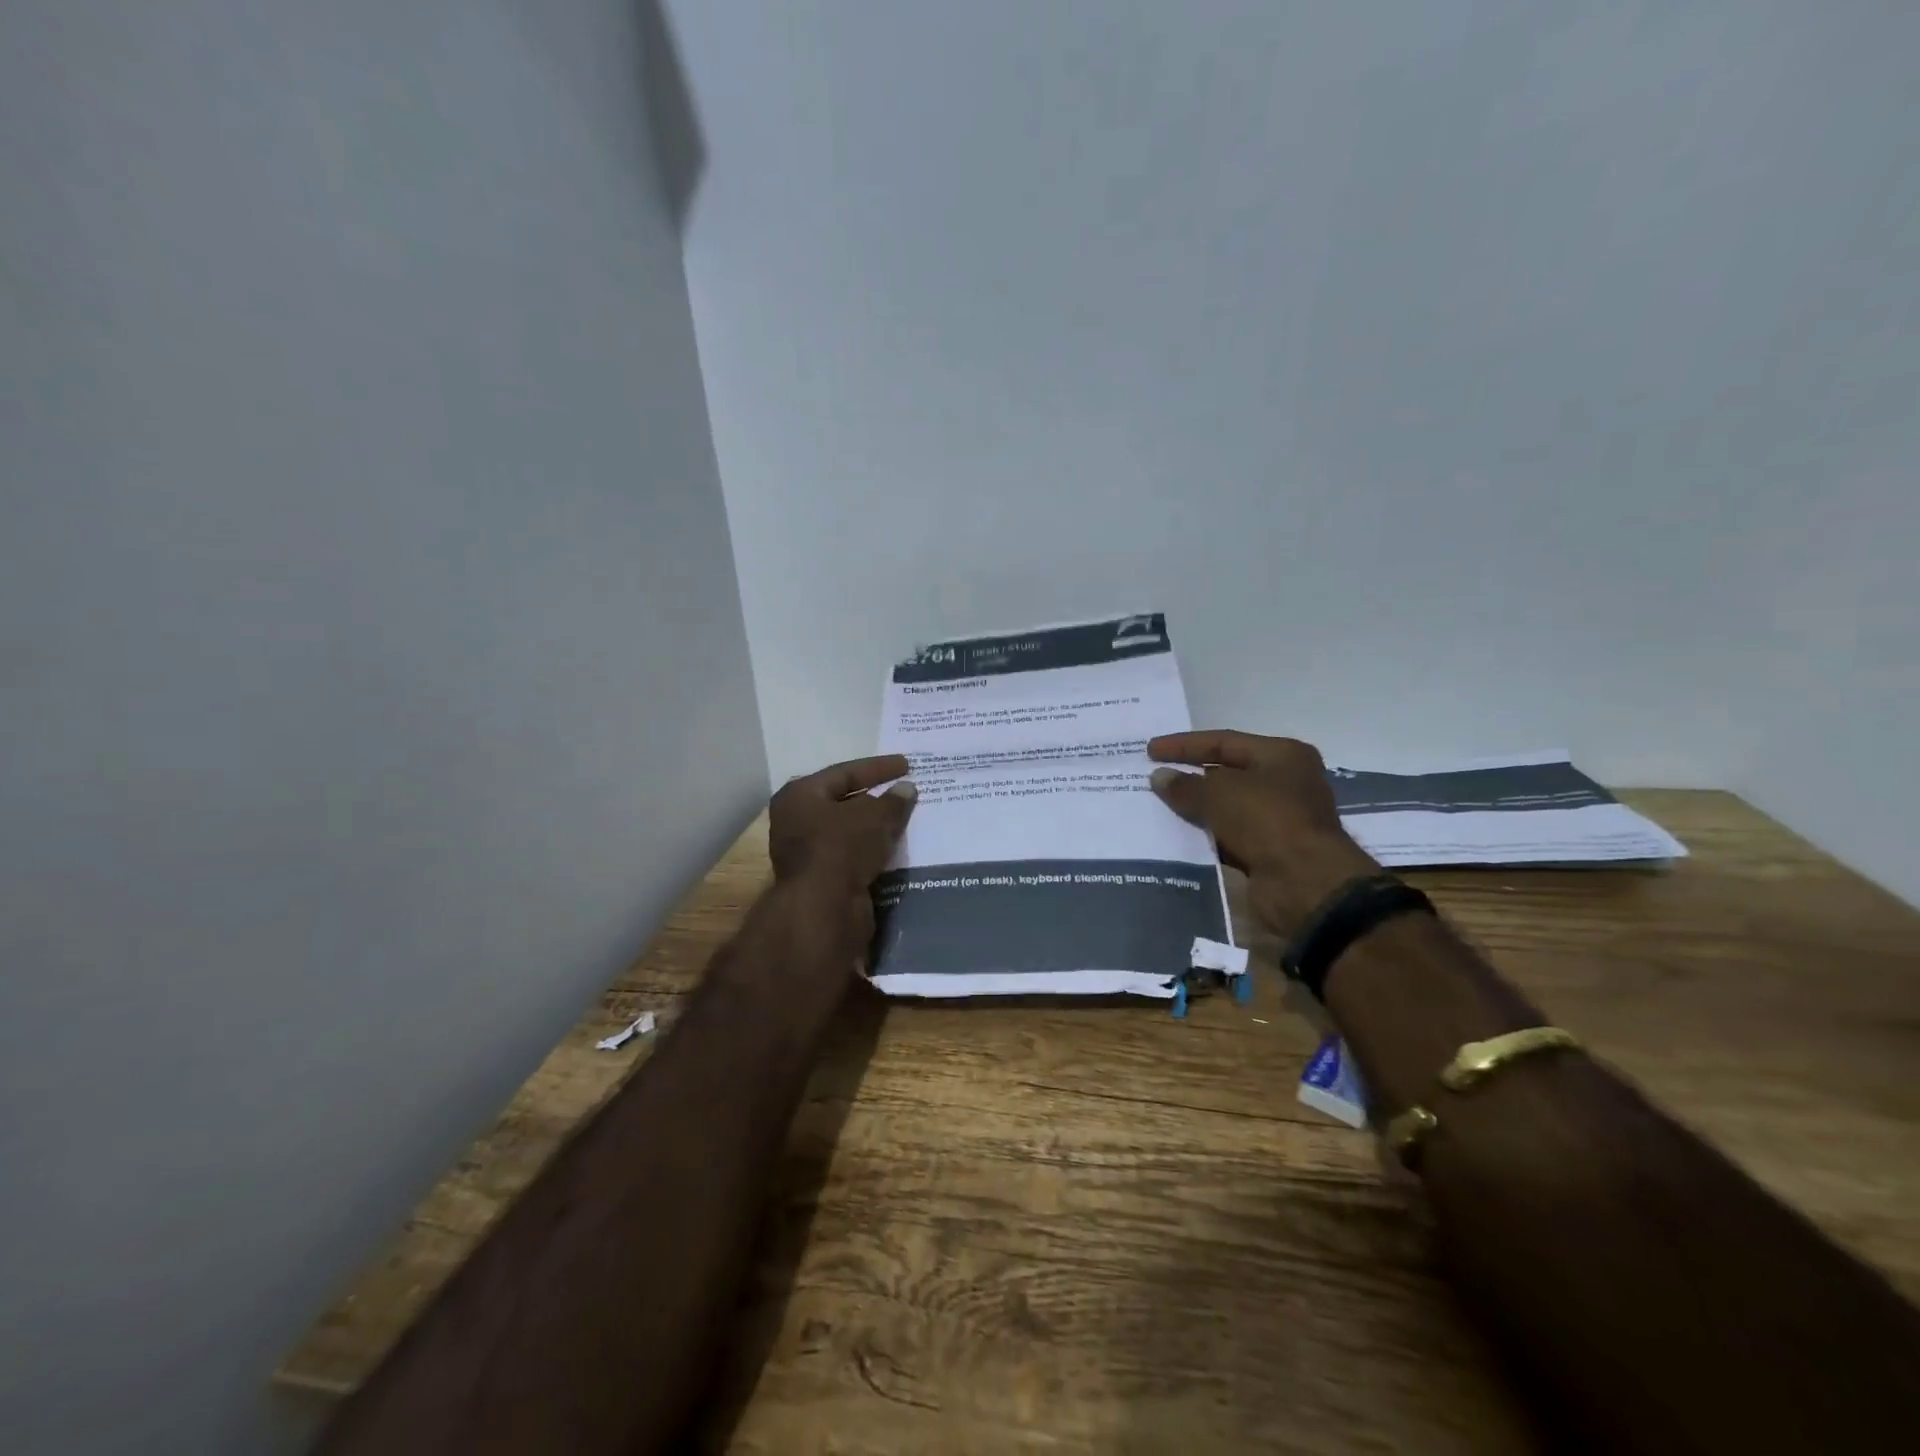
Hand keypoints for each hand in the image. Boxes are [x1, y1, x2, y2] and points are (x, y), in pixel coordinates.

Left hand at [769, 754, 917, 961]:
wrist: (823, 910)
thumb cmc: (842, 848)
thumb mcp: (875, 817)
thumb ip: (893, 801)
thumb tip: (906, 789)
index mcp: (800, 796)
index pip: (845, 772)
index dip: (878, 768)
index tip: (907, 765)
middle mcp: (797, 821)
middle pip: (844, 802)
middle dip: (877, 798)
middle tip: (907, 790)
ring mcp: (808, 853)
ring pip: (850, 832)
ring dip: (876, 827)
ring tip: (908, 819)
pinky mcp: (823, 879)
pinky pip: (854, 856)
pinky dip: (874, 850)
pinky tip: (898, 847)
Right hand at [1148, 731, 1377, 936]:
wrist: (1305, 884)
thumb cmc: (1267, 821)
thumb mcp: (1219, 794)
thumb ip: (1186, 785)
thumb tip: (1159, 777)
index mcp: (1282, 756)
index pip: (1224, 741)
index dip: (1184, 745)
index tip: (1150, 751)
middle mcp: (1285, 783)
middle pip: (1226, 773)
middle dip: (1189, 776)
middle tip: (1151, 777)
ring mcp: (1278, 819)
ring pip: (1226, 807)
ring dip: (1194, 808)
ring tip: (1155, 806)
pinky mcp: (1268, 851)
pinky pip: (1228, 836)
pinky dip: (1205, 835)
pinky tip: (1175, 835)